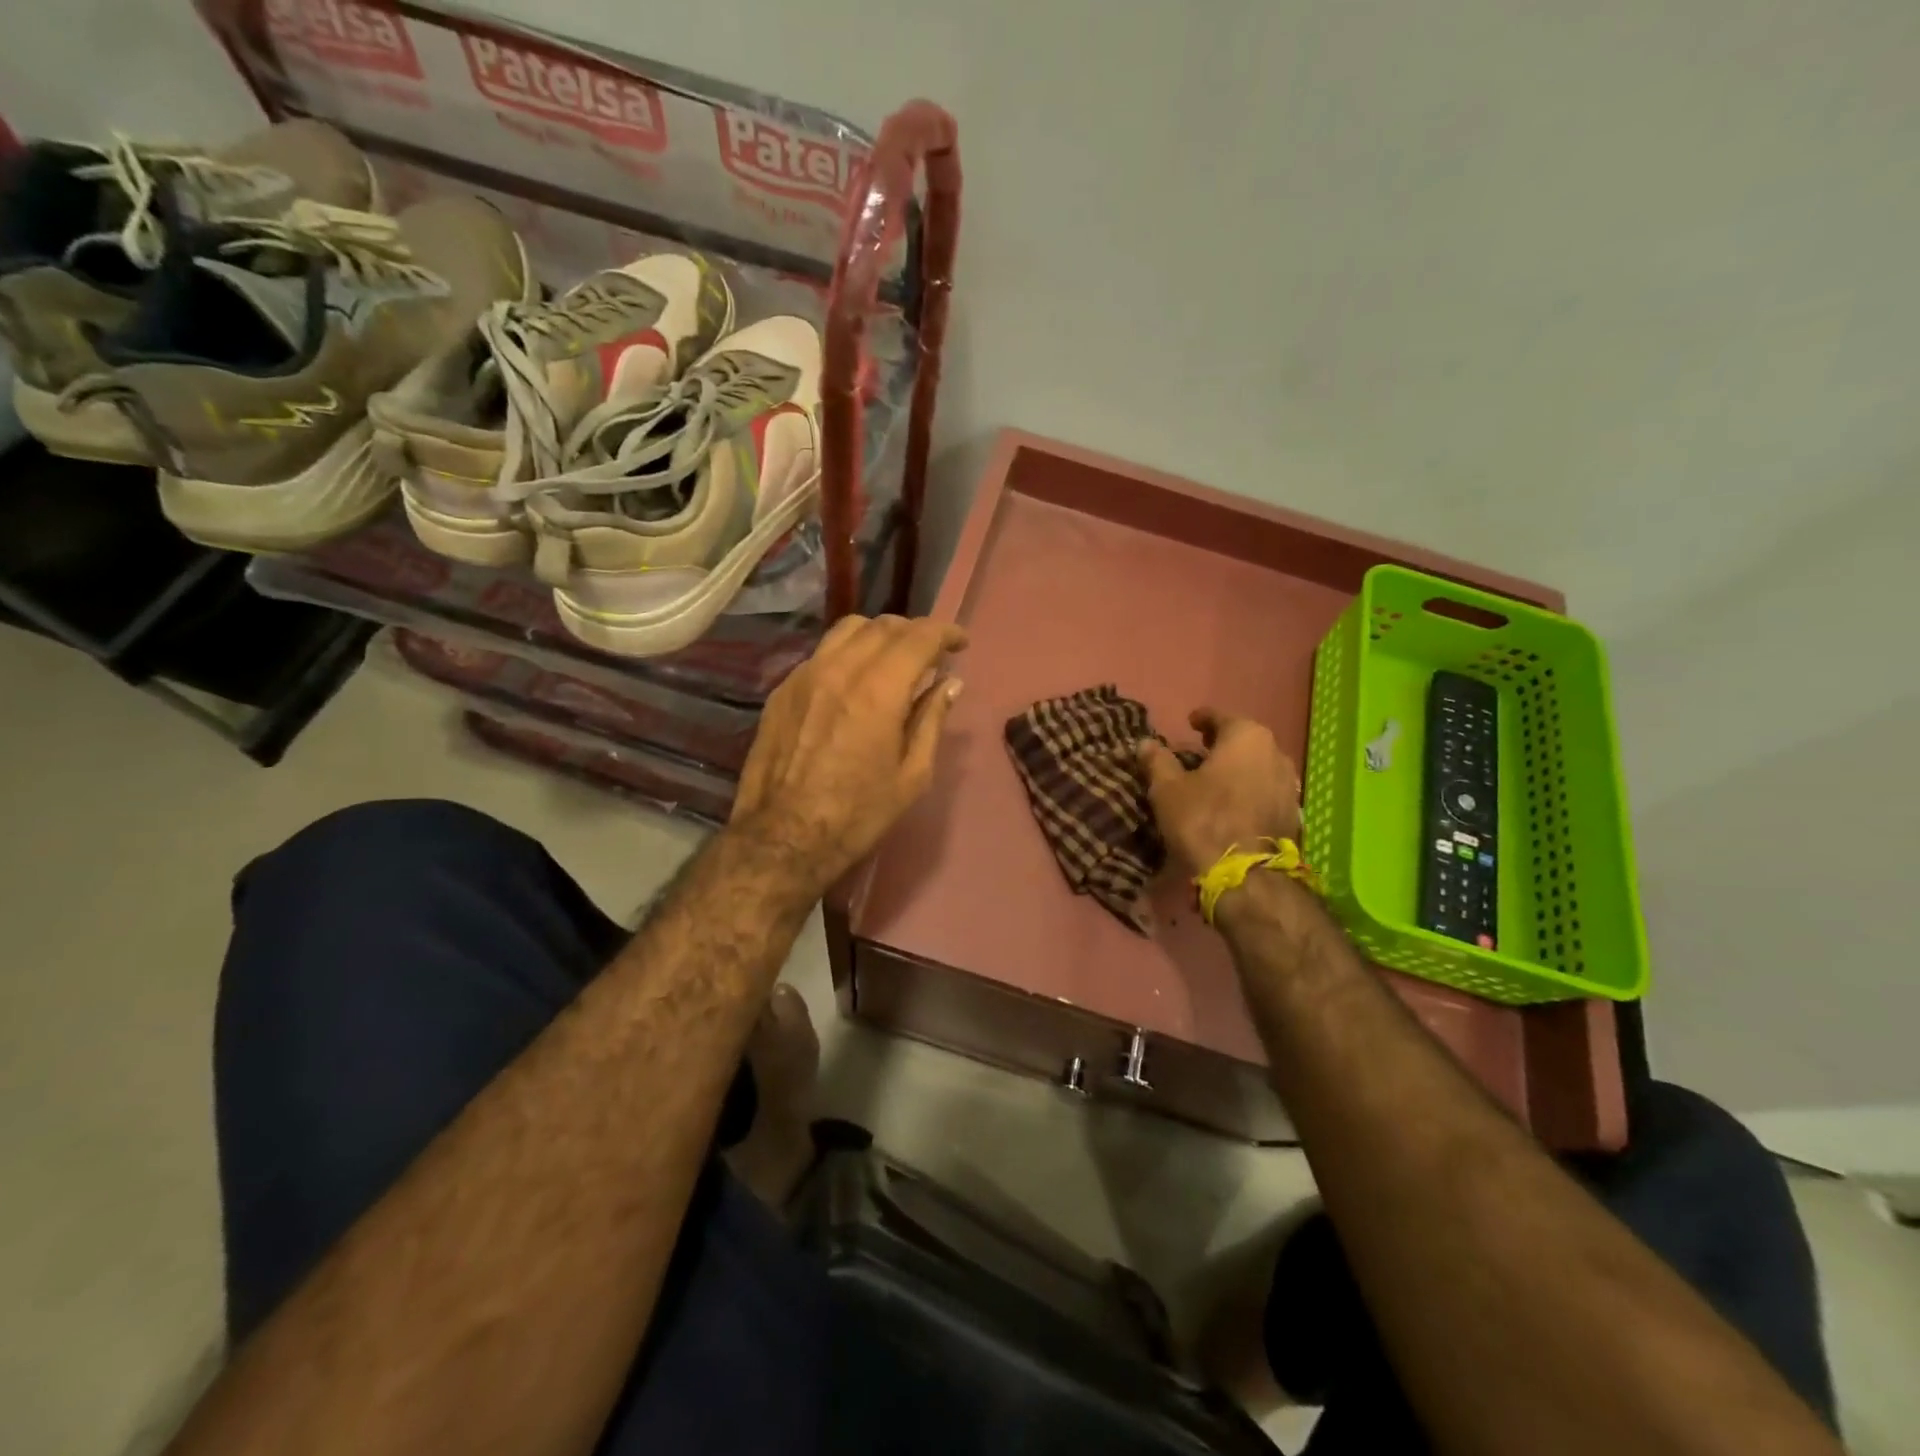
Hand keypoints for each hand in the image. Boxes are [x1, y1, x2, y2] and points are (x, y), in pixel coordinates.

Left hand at [730, 614, 967, 895]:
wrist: (783, 837)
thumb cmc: (857, 814)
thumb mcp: (911, 775)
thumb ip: (931, 720)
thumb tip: (949, 684)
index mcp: (878, 691)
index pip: (919, 638)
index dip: (945, 633)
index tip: (960, 643)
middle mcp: (839, 670)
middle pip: (883, 626)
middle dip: (914, 631)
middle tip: (931, 653)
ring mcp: (804, 676)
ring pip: (847, 630)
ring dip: (879, 635)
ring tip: (892, 658)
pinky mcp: (782, 690)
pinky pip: (821, 653)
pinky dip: (847, 653)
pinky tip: (854, 680)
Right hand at [1137, 709, 1301, 876]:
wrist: (1246, 876)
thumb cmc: (1203, 819)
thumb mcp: (1167, 789)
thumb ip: (1157, 761)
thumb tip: (1146, 743)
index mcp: (1246, 737)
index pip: (1221, 717)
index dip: (1203, 718)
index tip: (1191, 722)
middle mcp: (1276, 753)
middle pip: (1245, 740)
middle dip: (1223, 744)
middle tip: (1200, 750)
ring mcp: (1290, 784)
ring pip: (1259, 766)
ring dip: (1239, 768)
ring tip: (1216, 778)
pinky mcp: (1294, 813)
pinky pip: (1266, 790)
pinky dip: (1250, 790)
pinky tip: (1234, 803)